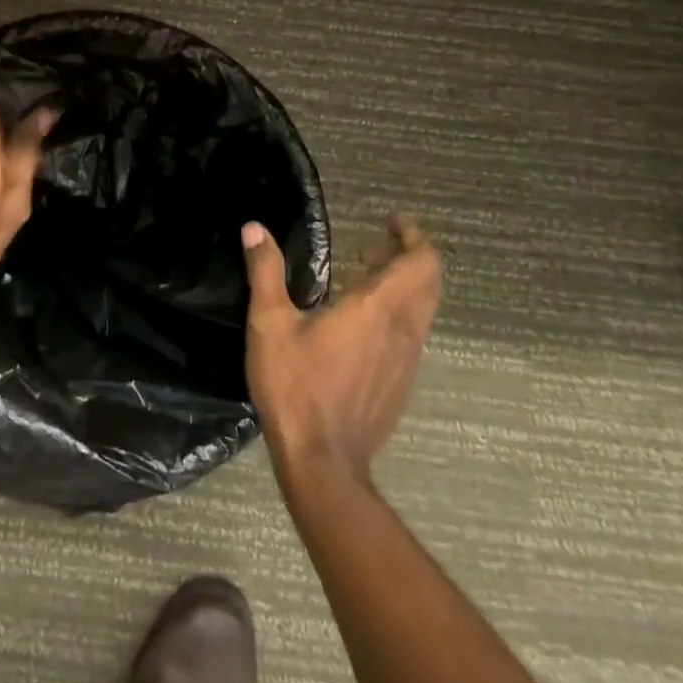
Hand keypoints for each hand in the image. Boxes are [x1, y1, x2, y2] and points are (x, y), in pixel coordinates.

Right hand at [241, 215, 442, 487]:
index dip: (413, 235)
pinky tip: (362, 323)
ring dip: (404, 285)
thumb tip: (254, 228)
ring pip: (422, 310)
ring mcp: (407, 360)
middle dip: (409, 255)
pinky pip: (412, 334)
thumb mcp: (269, 324)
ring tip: (365, 275)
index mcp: (376, 308)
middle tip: (375, 243)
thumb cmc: (295, 386)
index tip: (394, 220)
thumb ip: (265, 272)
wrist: (323, 461)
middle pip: (428, 282)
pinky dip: (398, 313)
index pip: (420, 262)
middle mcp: (403, 330)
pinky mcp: (401, 384)